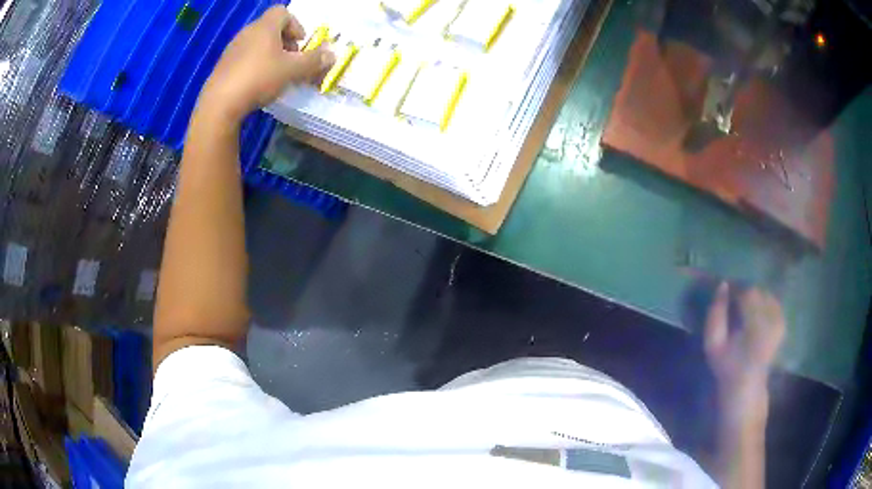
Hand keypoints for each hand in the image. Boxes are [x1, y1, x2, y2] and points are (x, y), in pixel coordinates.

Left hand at [198, 6, 335, 121]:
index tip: (300, 43)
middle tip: (291, 60)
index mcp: (265, 27)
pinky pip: (244, 57)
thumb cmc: (259, 78)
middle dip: (284, 41)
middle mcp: (247, 32)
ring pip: (257, 43)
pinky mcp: (223, 65)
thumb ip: (313, 61)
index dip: (295, 25)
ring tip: (276, 74)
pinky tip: (257, 84)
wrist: (220, 103)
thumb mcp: (292, 70)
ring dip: (270, 53)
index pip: (282, 12)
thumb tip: (332, 55)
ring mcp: (233, 49)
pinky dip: (255, 64)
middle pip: (270, 28)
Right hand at [704, 283, 784, 417]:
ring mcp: (780, 321)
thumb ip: (715, 313)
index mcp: (754, 324)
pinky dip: (764, 303)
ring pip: (766, 295)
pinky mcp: (783, 323)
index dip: (735, 289)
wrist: (747, 385)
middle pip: (758, 292)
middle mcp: (771, 319)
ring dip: (755, 297)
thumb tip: (722, 285)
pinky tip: (756, 313)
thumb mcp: (713, 343)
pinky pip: (773, 302)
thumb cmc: (727, 366)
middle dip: (745, 293)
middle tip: (734, 301)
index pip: (747, 292)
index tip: (726, 293)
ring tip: (744, 309)